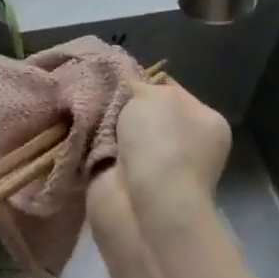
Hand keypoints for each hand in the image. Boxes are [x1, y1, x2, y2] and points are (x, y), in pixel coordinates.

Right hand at [90, 79, 230, 258]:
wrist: (143, 206)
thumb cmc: (161, 143)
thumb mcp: (156, 96)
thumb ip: (140, 83)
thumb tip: (128, 82)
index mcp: (204, 122)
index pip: (170, 89)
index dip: (143, 79)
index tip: (115, 72)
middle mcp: (184, 145)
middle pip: (141, 111)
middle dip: (117, 102)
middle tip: (92, 87)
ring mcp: (154, 168)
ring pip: (118, 132)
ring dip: (100, 123)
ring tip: (79, 105)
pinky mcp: (124, 184)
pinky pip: (101, 152)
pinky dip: (88, 144)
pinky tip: (74, 129)